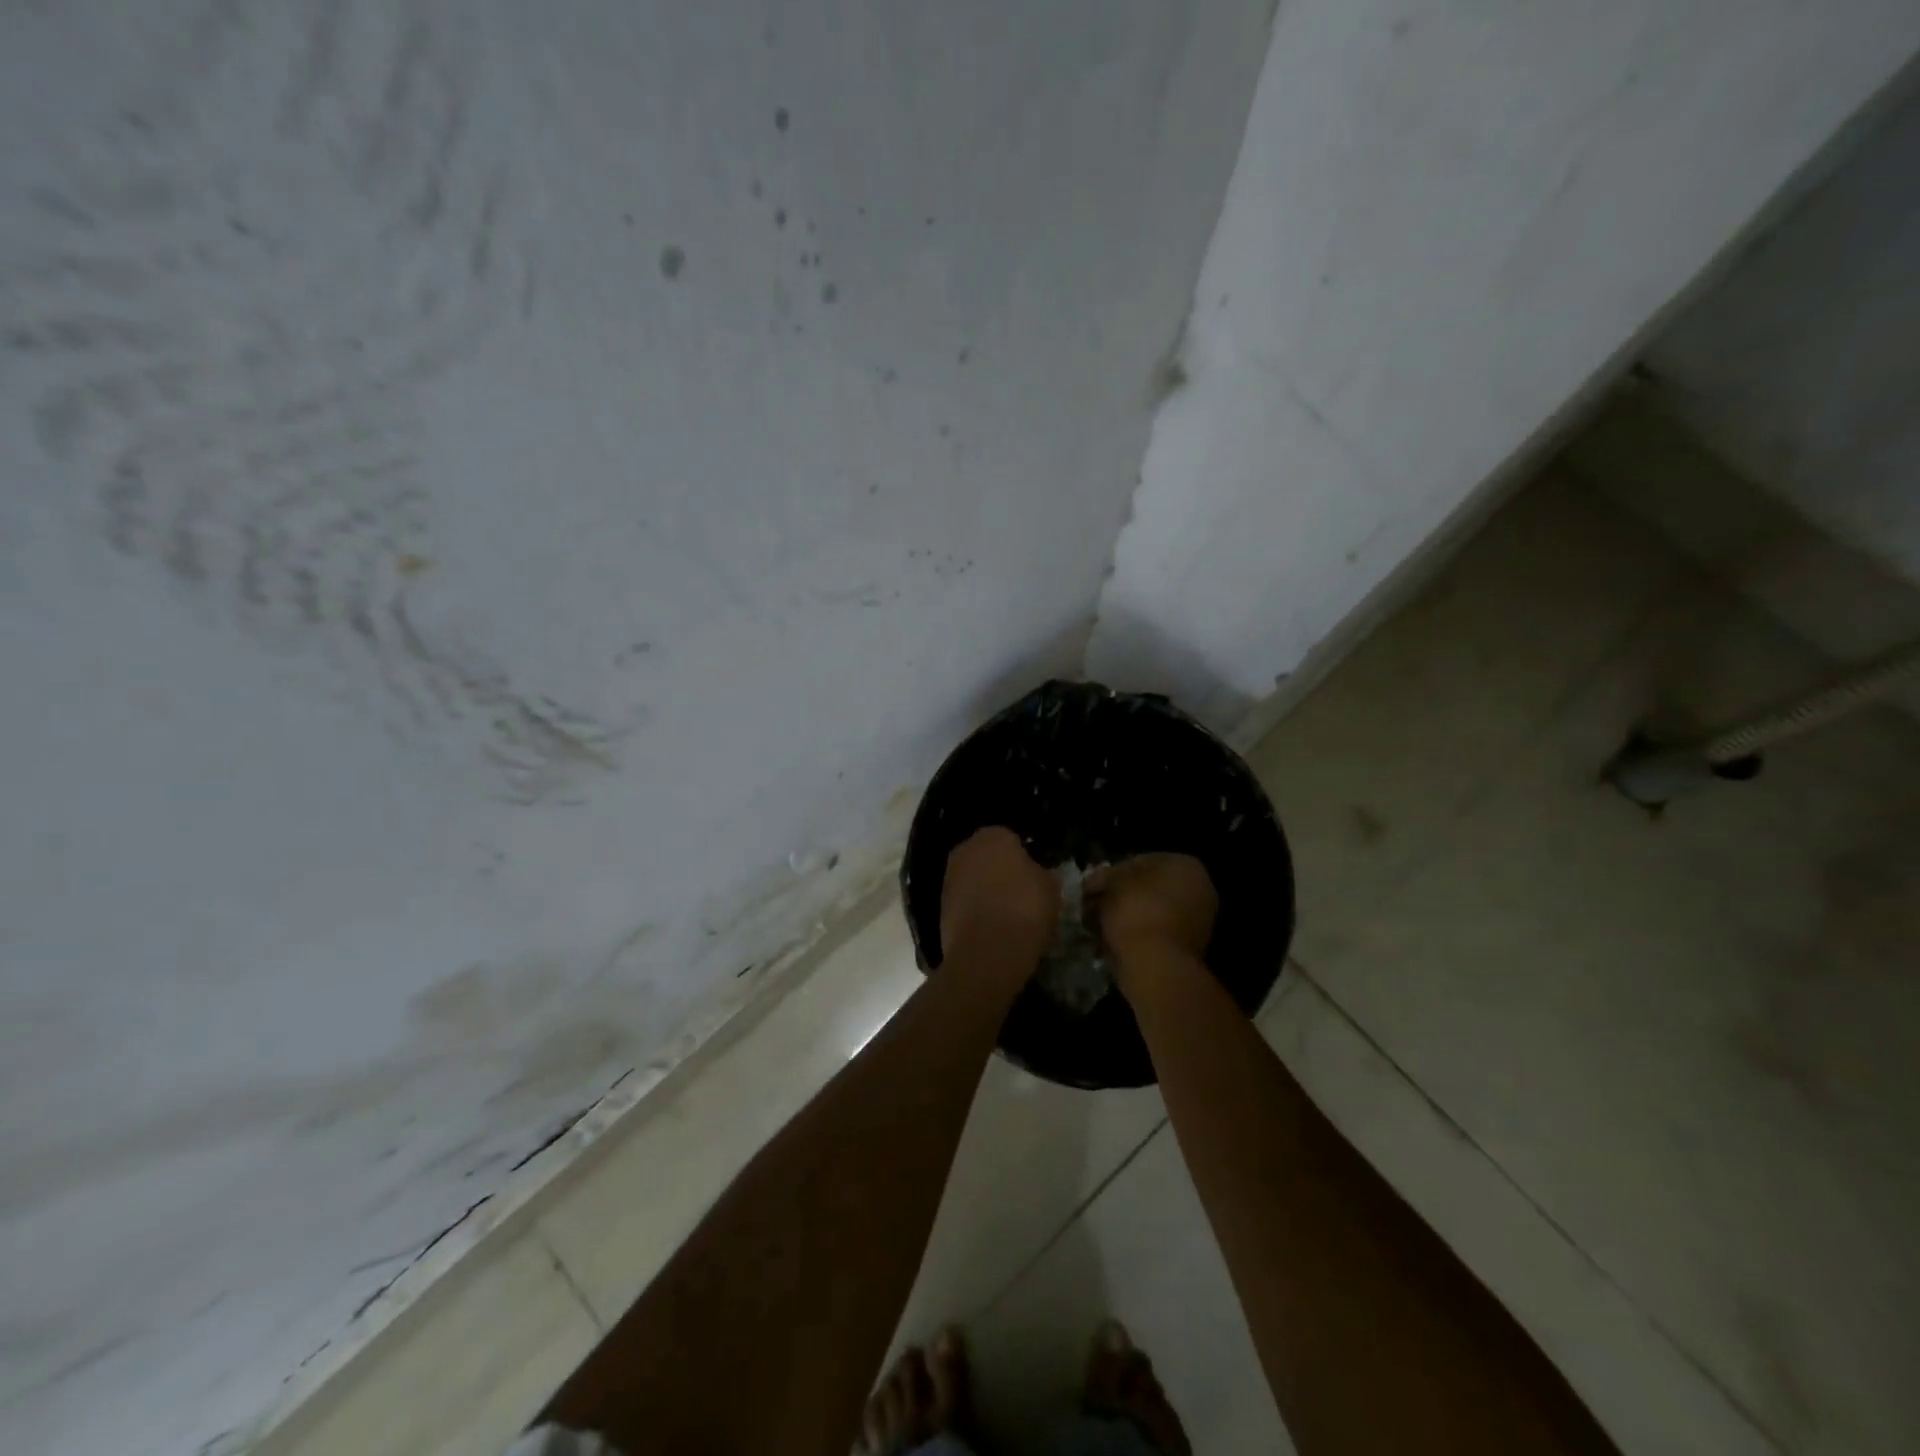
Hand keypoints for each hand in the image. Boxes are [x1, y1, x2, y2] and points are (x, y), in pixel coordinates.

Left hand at [940, 827, 1058, 972]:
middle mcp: (965, 849)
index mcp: (993, 835)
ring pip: (973, 878)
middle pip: (987, 856)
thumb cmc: (1024, 909)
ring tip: (1005, 913)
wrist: (987, 951)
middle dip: (999, 870)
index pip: (1011, 839)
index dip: (1023, 857)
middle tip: (1019, 892)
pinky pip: (964, 901)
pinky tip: (990, 927)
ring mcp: (949, 877)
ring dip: (984, 890)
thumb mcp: (1050, 886)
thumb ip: (1039, 871)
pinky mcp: (940, 905)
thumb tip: (1032, 873)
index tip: (1033, 876)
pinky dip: (974, 910)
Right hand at [1088, 853, 1217, 971]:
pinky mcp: (1187, 949)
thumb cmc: (1136, 910)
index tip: (1091, 886)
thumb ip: (1104, 876)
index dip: (1112, 872)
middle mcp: (1199, 890)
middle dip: (1119, 895)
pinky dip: (1134, 935)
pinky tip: (1111, 941)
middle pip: (1148, 888)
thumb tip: (1095, 883)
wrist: (1156, 965)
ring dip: (1124, 916)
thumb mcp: (1112, 882)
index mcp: (1186, 866)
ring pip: (1150, 912)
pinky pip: (1154, 934)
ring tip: (1097, 925)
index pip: (1141, 861)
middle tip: (1092, 904)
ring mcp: (1197, 922)